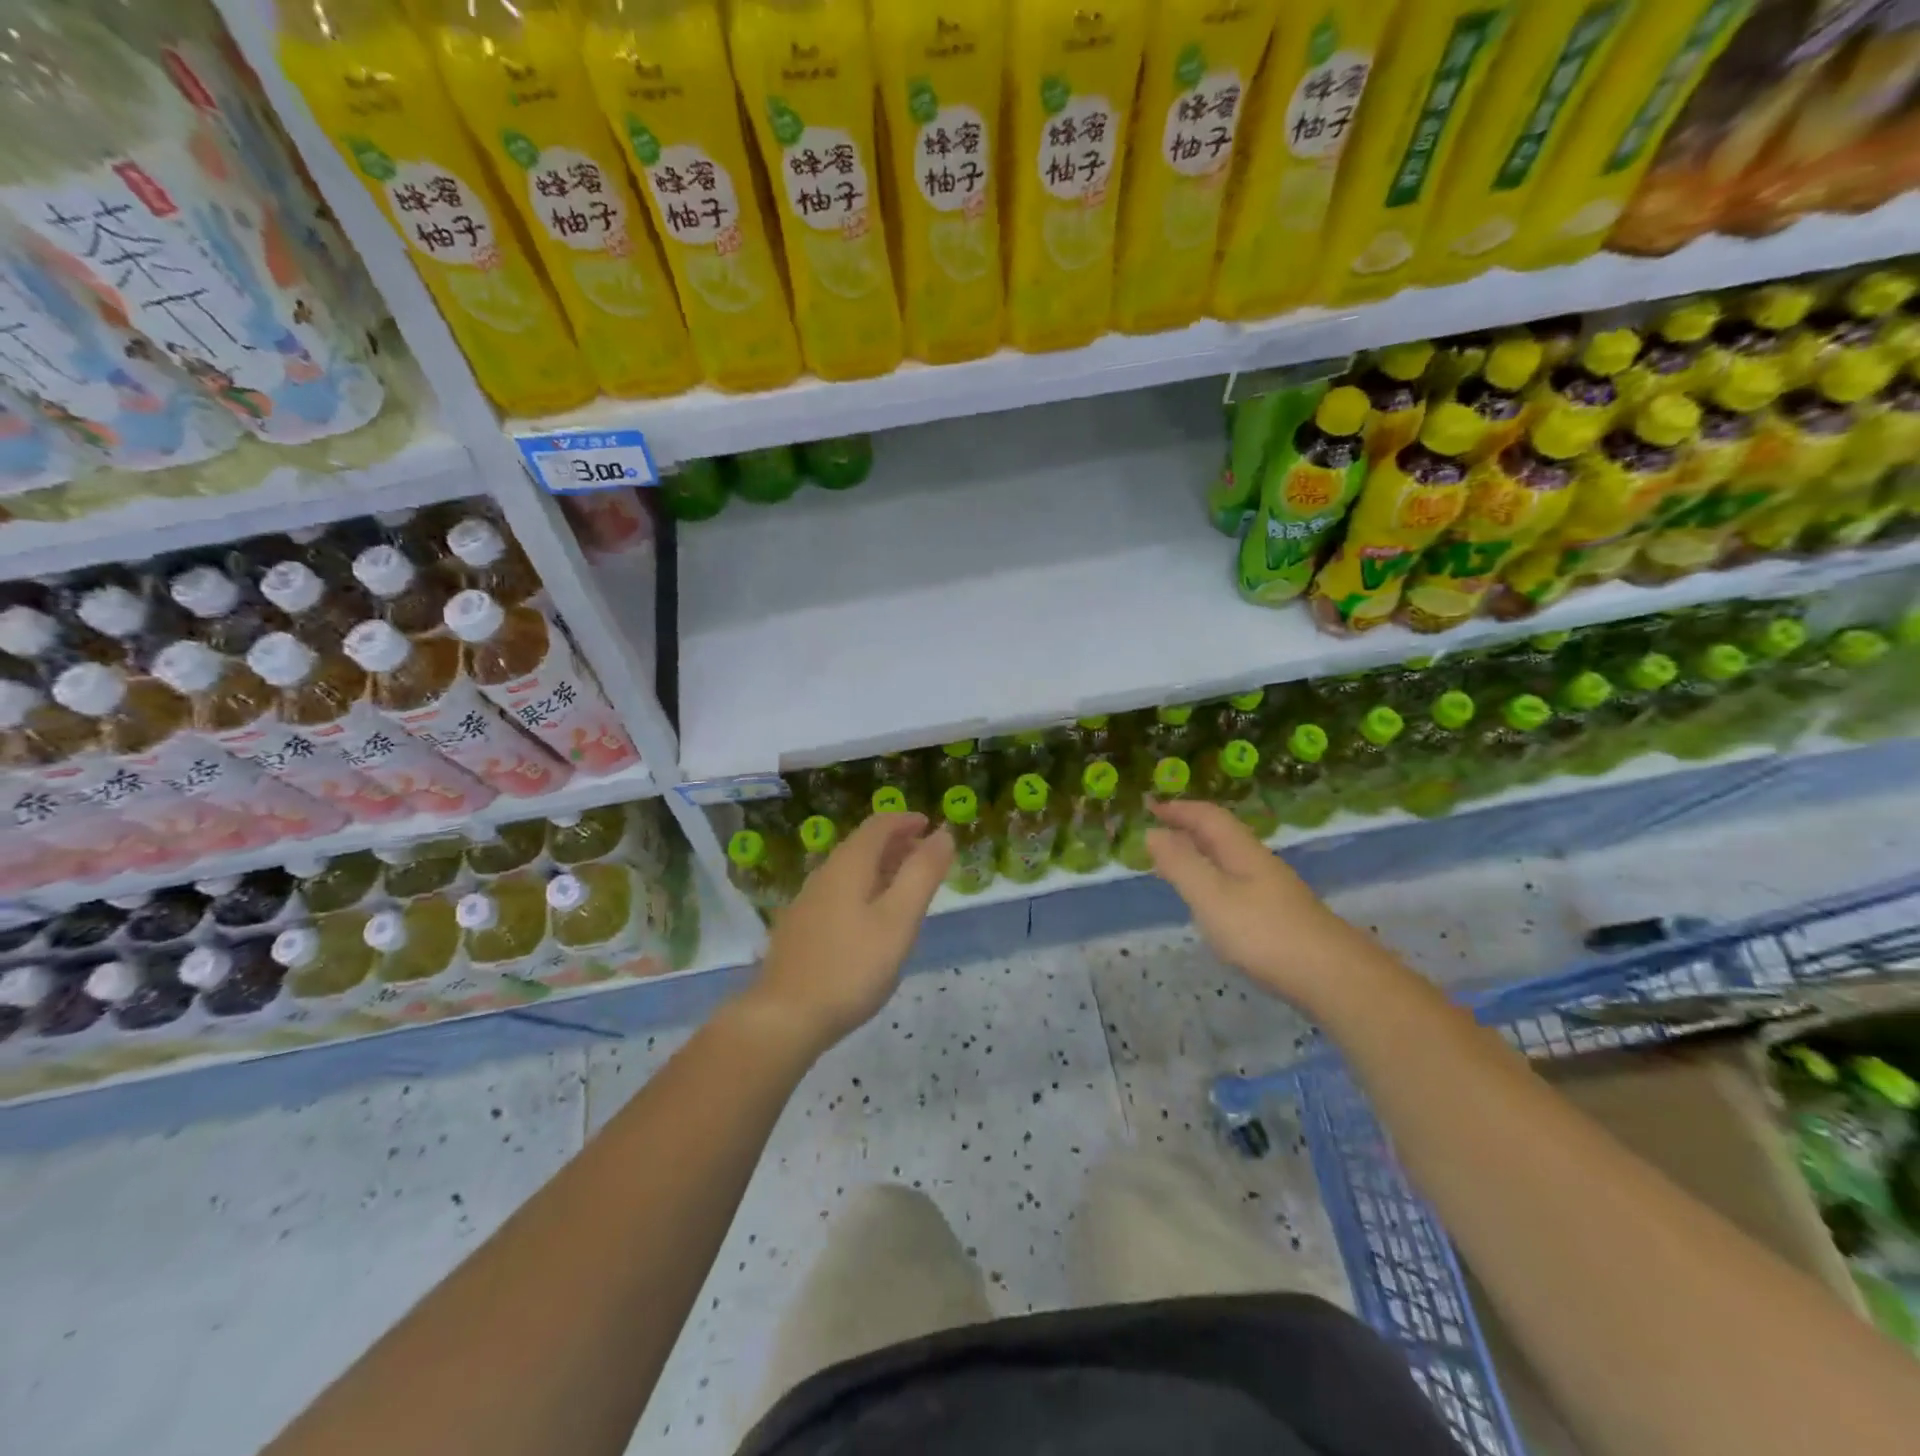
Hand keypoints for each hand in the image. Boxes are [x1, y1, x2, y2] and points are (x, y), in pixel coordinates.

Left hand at [746, 812, 952, 1056]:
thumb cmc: (851, 967)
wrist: (784, 1017)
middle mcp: (824, 874)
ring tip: (907, 887)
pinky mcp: (800, 928)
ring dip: (882, 868)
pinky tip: (873, 920)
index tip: (931, 827)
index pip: (879, 825)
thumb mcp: (898, 921)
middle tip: (927, 858)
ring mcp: (808, 902)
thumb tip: (943, 834)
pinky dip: (865, 890)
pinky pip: (839, 893)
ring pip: (850, 870)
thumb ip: (922, 874)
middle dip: (897, 844)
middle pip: (863, 845)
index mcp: (849, 865)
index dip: (906, 820)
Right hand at [1145, 798, 1371, 1007]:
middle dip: (1188, 827)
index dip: (1179, 809)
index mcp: (1241, 851)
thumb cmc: (1264, 933)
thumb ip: (1181, 865)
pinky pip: (1236, 882)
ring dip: (1200, 853)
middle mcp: (1258, 863)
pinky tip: (1210, 900)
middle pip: (1221, 834)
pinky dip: (1213, 878)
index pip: (1208, 817)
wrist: (1333, 976)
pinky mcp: (1278, 915)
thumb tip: (1153, 833)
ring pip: (1229, 859)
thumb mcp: (1212, 897)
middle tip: (1157, 831)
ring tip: (1175, 863)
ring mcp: (1273, 889)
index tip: (1150, 807)